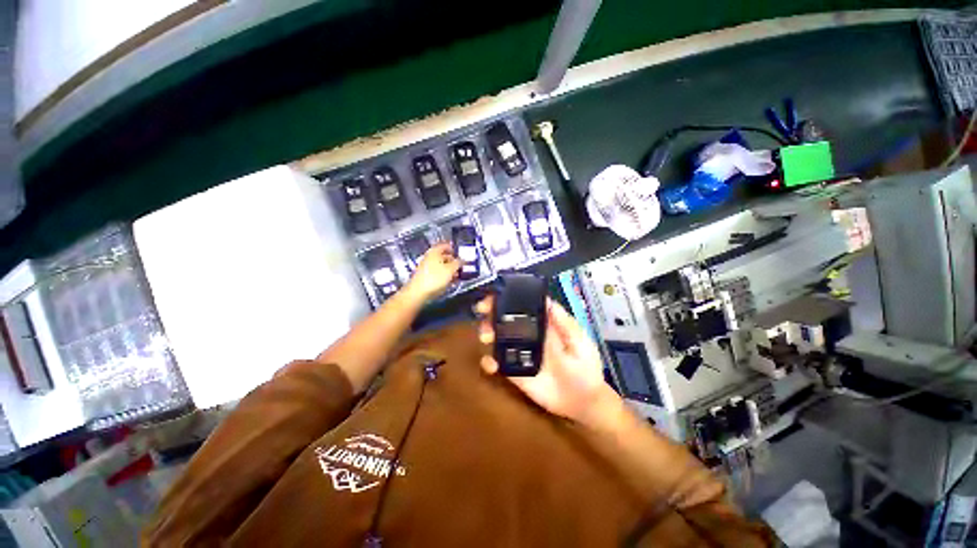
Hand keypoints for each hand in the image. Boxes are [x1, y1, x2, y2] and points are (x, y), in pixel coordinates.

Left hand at [405, 243, 460, 301]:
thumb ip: (458, 263)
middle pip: (443, 256)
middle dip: (453, 261)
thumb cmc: (435, 278)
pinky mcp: (425, 276)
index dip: (454, 249)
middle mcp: (429, 257)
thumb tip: (463, 260)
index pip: (446, 246)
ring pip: (440, 265)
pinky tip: (450, 281)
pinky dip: (444, 275)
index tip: (461, 255)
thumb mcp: (450, 269)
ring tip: (457, 276)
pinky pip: (437, 273)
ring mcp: (426, 267)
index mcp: (434, 252)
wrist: (418, 292)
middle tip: (461, 266)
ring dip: (450, 270)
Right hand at [475, 295, 619, 425]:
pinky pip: (499, 364)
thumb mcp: (580, 343)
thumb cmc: (586, 368)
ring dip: (488, 332)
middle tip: (482, 311)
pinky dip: (489, 362)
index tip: (496, 294)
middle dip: (492, 312)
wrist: (583, 403)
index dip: (509, 298)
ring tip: (485, 336)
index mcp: (544, 325)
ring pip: (499, 338)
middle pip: (506, 319)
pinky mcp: (516, 373)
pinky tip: (490, 364)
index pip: (524, 306)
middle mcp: (529, 335)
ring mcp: (521, 354)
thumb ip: (563, 324)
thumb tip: (546, 301)